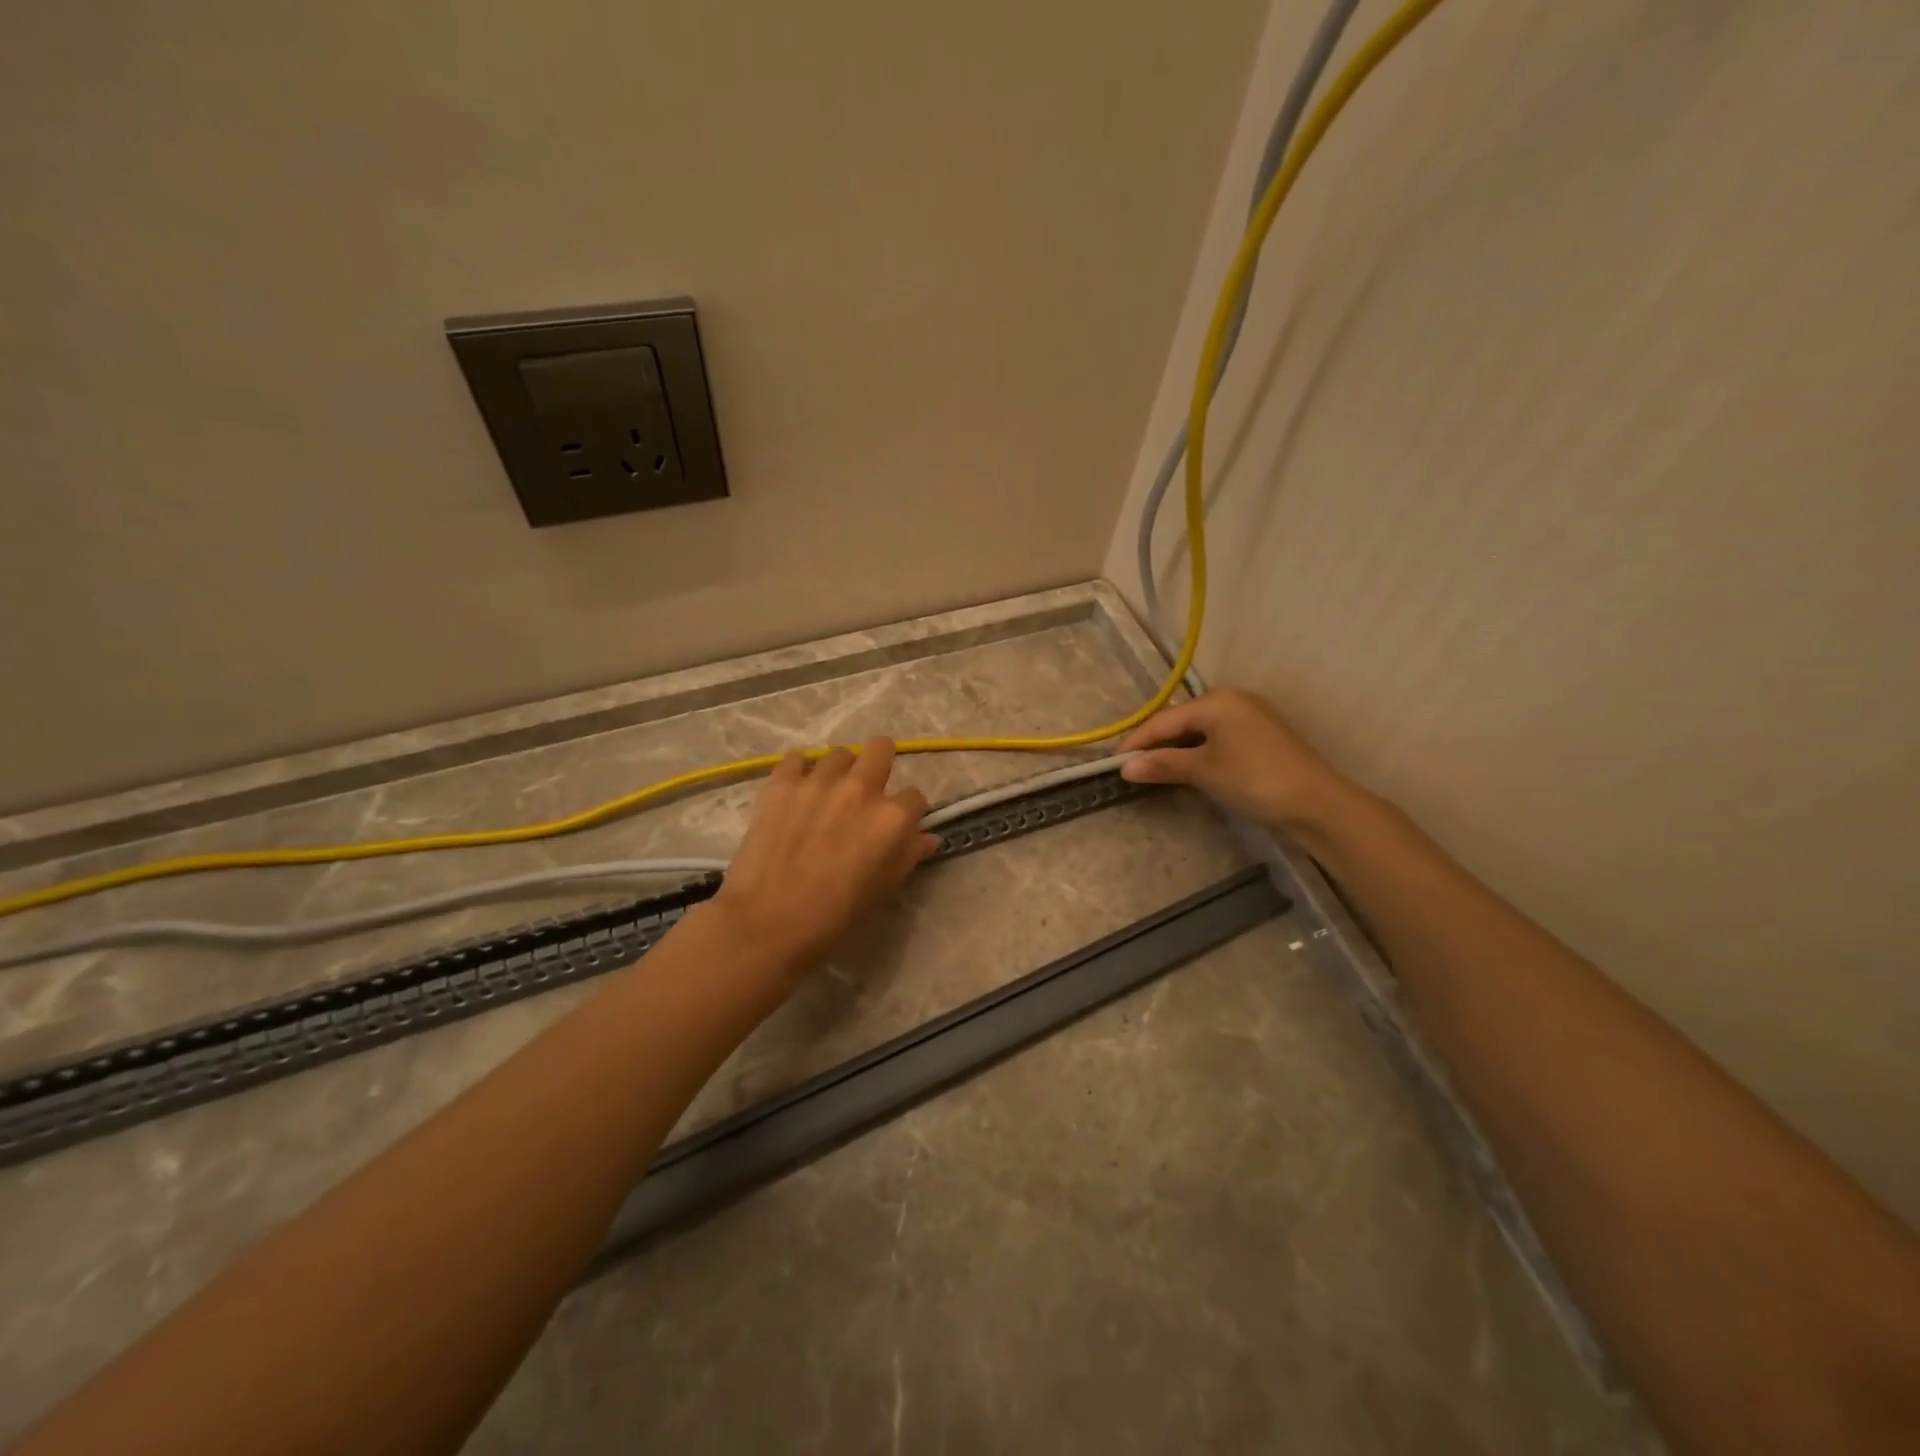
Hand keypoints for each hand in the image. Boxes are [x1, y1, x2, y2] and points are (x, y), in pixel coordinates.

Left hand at [709, 737, 936, 980]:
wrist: (769, 922)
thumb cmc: (835, 915)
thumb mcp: (884, 888)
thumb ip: (909, 854)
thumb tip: (927, 837)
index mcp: (892, 818)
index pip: (914, 796)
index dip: (907, 811)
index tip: (894, 825)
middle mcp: (861, 789)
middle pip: (881, 749)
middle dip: (880, 763)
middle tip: (866, 790)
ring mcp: (819, 781)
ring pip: (839, 754)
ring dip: (839, 771)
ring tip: (826, 794)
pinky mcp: (782, 783)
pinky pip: (795, 758)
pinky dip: (798, 770)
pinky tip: (795, 791)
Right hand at [1119, 688, 1355, 832]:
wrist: (1317, 803)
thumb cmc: (1255, 779)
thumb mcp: (1205, 771)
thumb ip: (1163, 765)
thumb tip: (1125, 768)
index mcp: (1216, 701)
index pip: (1164, 719)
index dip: (1137, 741)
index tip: (1114, 762)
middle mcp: (1233, 699)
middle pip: (1181, 720)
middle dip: (1156, 743)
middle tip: (1132, 766)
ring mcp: (1251, 716)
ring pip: (1200, 729)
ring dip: (1176, 748)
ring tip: (1154, 768)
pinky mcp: (1262, 735)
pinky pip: (1218, 737)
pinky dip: (1198, 751)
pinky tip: (1188, 767)